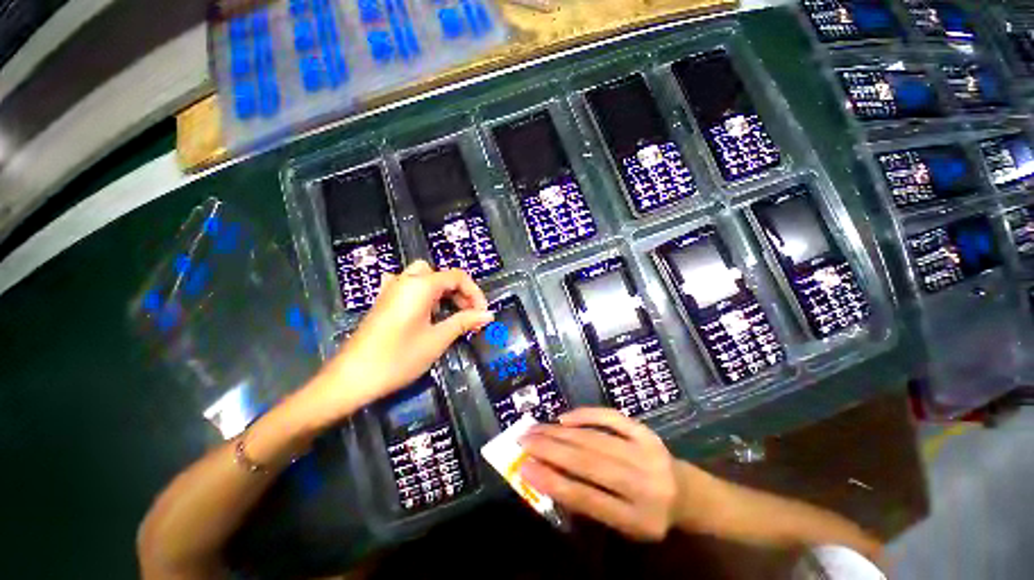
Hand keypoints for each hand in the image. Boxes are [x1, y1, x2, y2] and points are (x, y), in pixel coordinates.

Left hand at [312, 261, 491, 418]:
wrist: (352, 378)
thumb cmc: (399, 357)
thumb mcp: (437, 339)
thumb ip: (464, 322)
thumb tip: (489, 315)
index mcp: (420, 286)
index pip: (457, 277)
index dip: (475, 293)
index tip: (483, 314)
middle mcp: (405, 280)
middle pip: (441, 275)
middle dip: (460, 292)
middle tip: (469, 315)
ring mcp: (391, 289)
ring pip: (425, 278)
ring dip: (443, 292)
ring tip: (450, 315)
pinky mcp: (384, 301)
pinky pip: (410, 287)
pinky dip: (425, 294)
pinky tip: (425, 312)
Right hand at [519, 408, 680, 540]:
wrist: (688, 493)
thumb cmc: (649, 514)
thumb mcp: (623, 525)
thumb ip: (589, 504)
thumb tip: (548, 476)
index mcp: (636, 518)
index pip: (586, 498)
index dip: (552, 482)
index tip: (524, 468)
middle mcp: (642, 484)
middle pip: (588, 463)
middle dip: (550, 449)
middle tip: (523, 439)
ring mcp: (645, 452)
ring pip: (594, 439)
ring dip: (560, 432)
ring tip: (536, 428)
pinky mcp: (645, 431)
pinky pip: (610, 417)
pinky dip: (585, 415)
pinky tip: (564, 418)